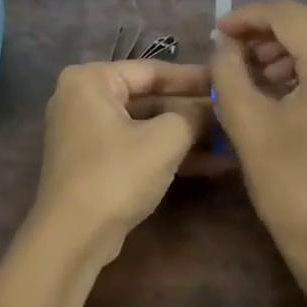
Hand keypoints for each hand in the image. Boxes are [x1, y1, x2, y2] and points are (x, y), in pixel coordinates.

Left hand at [29, 60, 217, 267]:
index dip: (193, 78)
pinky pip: (137, 147)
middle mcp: (82, 99)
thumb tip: (214, 108)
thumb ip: (193, 115)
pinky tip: (212, 163)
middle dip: (192, 112)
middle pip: (148, 98)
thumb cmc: (116, 174)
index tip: (227, 82)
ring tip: (231, 140)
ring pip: (145, 126)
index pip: (151, 70)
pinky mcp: (94, 162)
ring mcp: (86, 133)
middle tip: (232, 114)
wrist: (73, 236)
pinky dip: (168, 154)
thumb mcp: (164, 139)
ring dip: (186, 136)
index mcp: (90, 80)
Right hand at [210, 1, 306, 259]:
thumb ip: (228, 70)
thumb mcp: (246, 121)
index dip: (250, 16)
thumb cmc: (287, 182)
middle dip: (268, 28)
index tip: (218, 30)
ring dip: (287, 45)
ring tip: (251, 68)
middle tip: (231, 46)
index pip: (290, 17)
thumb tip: (226, 44)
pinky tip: (279, 83)